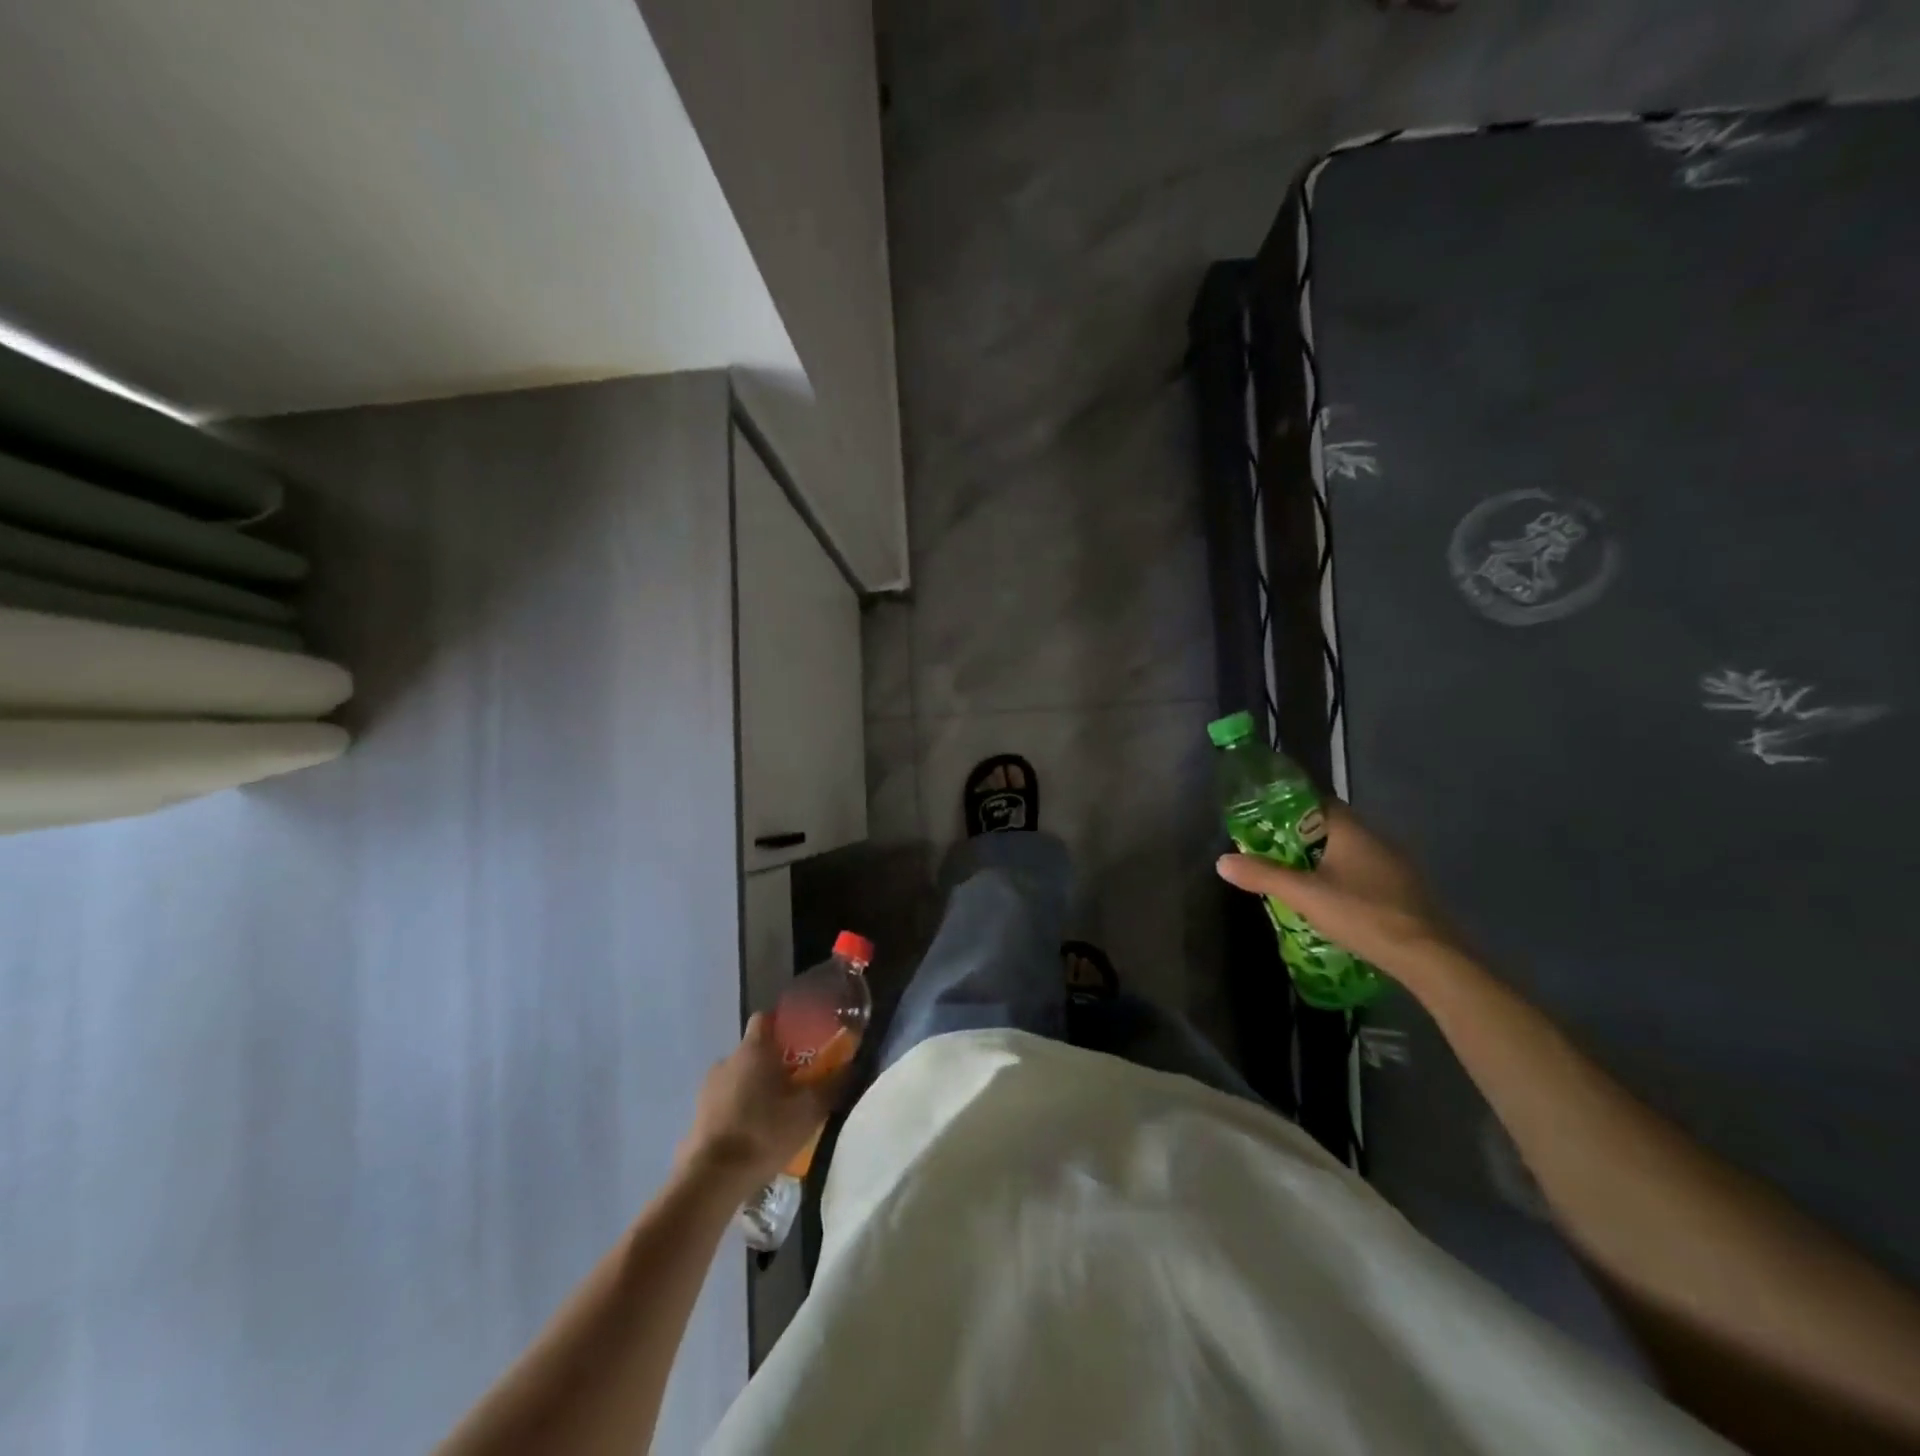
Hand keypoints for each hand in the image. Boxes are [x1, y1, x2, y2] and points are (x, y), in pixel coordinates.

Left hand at [676, 1014, 852, 1195]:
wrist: (711, 1179)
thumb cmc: (763, 1132)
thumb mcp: (809, 1110)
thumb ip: (832, 1084)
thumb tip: (853, 1064)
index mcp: (753, 1048)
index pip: (766, 1018)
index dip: (783, 1025)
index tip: (801, 1041)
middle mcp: (727, 1060)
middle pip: (754, 1050)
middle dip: (774, 1063)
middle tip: (797, 1084)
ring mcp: (708, 1088)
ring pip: (739, 1077)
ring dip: (755, 1088)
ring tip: (776, 1114)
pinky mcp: (698, 1115)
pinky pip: (725, 1102)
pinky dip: (739, 1110)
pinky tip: (754, 1134)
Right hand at [1215, 801, 1461, 976]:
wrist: (1429, 957)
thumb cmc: (1363, 914)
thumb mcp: (1304, 895)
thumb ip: (1263, 875)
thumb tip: (1222, 861)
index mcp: (1351, 831)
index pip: (1317, 802)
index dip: (1289, 806)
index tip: (1264, 819)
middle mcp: (1376, 839)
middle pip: (1331, 827)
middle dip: (1301, 837)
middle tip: (1271, 851)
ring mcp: (1394, 865)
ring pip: (1349, 851)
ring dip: (1322, 859)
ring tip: (1294, 876)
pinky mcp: (1403, 890)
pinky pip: (1364, 872)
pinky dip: (1342, 878)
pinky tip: (1330, 899)